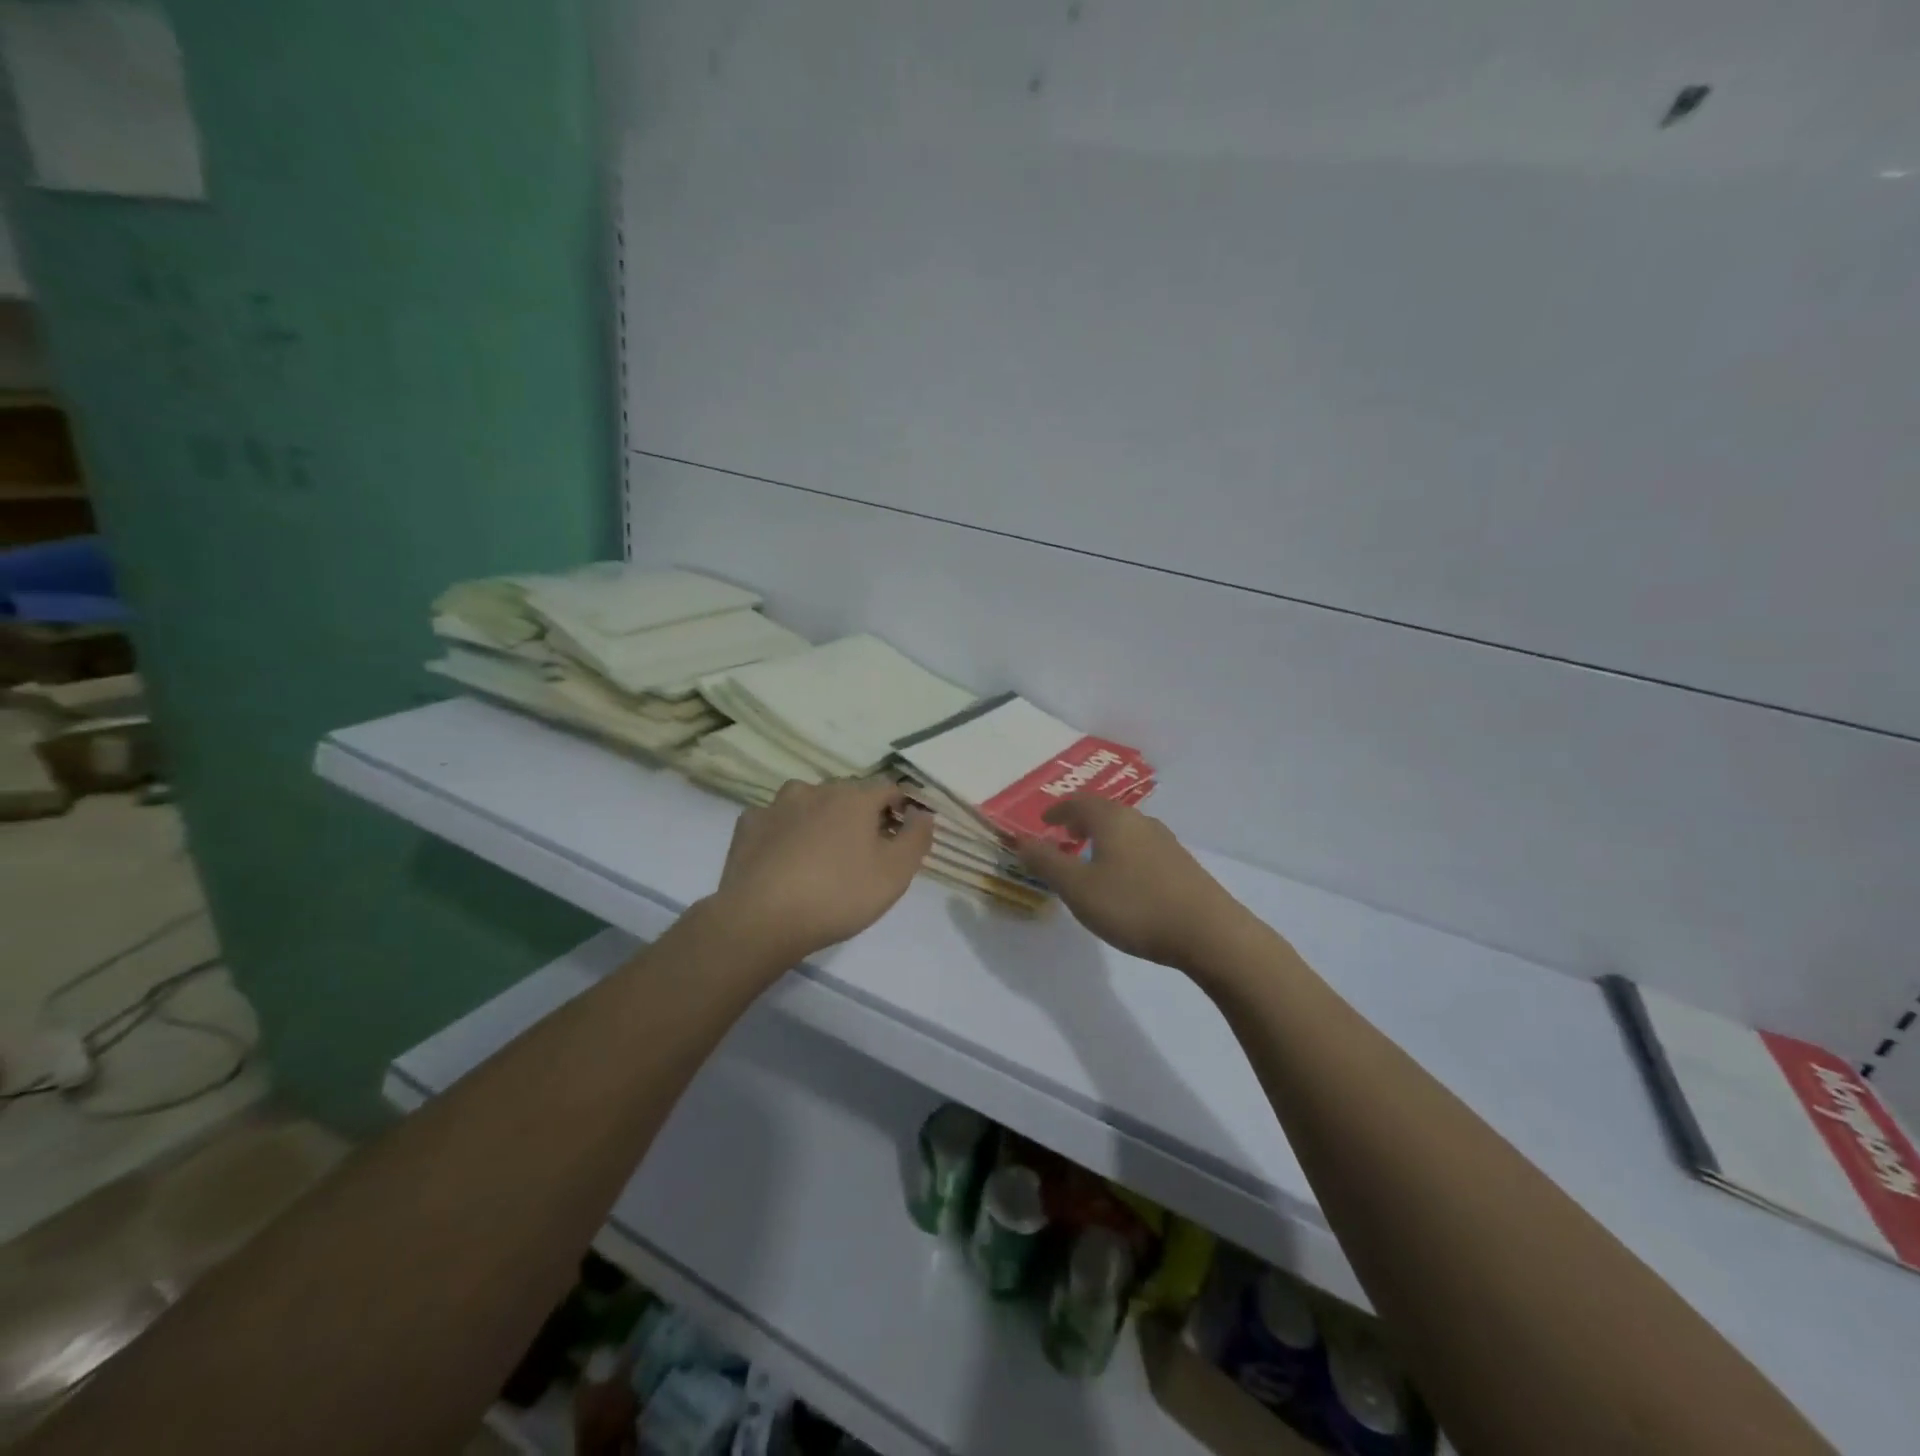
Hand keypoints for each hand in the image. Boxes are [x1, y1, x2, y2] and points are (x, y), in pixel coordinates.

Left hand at [708, 778, 933, 966]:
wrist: (761, 919)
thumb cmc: (838, 895)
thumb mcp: (896, 874)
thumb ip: (917, 838)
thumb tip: (923, 813)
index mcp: (854, 797)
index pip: (888, 788)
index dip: (900, 809)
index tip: (901, 837)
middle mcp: (816, 789)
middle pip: (847, 794)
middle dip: (860, 815)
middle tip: (863, 852)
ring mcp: (777, 805)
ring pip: (808, 803)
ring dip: (820, 820)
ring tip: (821, 855)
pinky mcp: (748, 825)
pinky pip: (776, 822)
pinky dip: (785, 833)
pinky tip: (784, 859)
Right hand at [1016, 795, 1257, 971]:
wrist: (1209, 933)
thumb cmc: (1134, 905)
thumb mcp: (1078, 888)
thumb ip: (1047, 863)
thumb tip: (1021, 840)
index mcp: (1112, 819)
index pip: (1078, 802)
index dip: (1058, 810)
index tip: (1044, 821)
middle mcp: (1140, 821)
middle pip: (1104, 812)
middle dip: (1080, 821)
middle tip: (1063, 836)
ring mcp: (1165, 842)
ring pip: (1125, 830)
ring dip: (1102, 837)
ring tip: (1089, 857)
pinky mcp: (1181, 865)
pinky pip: (1141, 847)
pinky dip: (1122, 852)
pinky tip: (1123, 879)